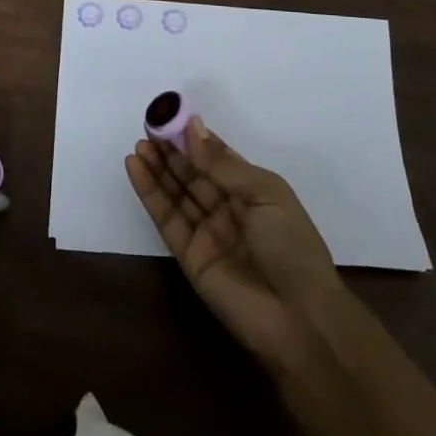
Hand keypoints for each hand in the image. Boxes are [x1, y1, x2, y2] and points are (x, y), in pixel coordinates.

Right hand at [126, 116, 345, 370]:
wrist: (299, 319)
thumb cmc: (291, 246)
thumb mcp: (265, 193)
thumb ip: (223, 163)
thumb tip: (192, 127)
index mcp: (252, 192)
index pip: (217, 158)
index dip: (193, 138)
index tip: (169, 116)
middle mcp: (228, 209)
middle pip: (193, 174)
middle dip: (170, 151)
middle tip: (147, 127)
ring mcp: (207, 233)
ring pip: (176, 193)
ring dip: (156, 168)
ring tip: (138, 145)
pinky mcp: (188, 256)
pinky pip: (165, 218)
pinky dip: (149, 192)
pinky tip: (135, 168)